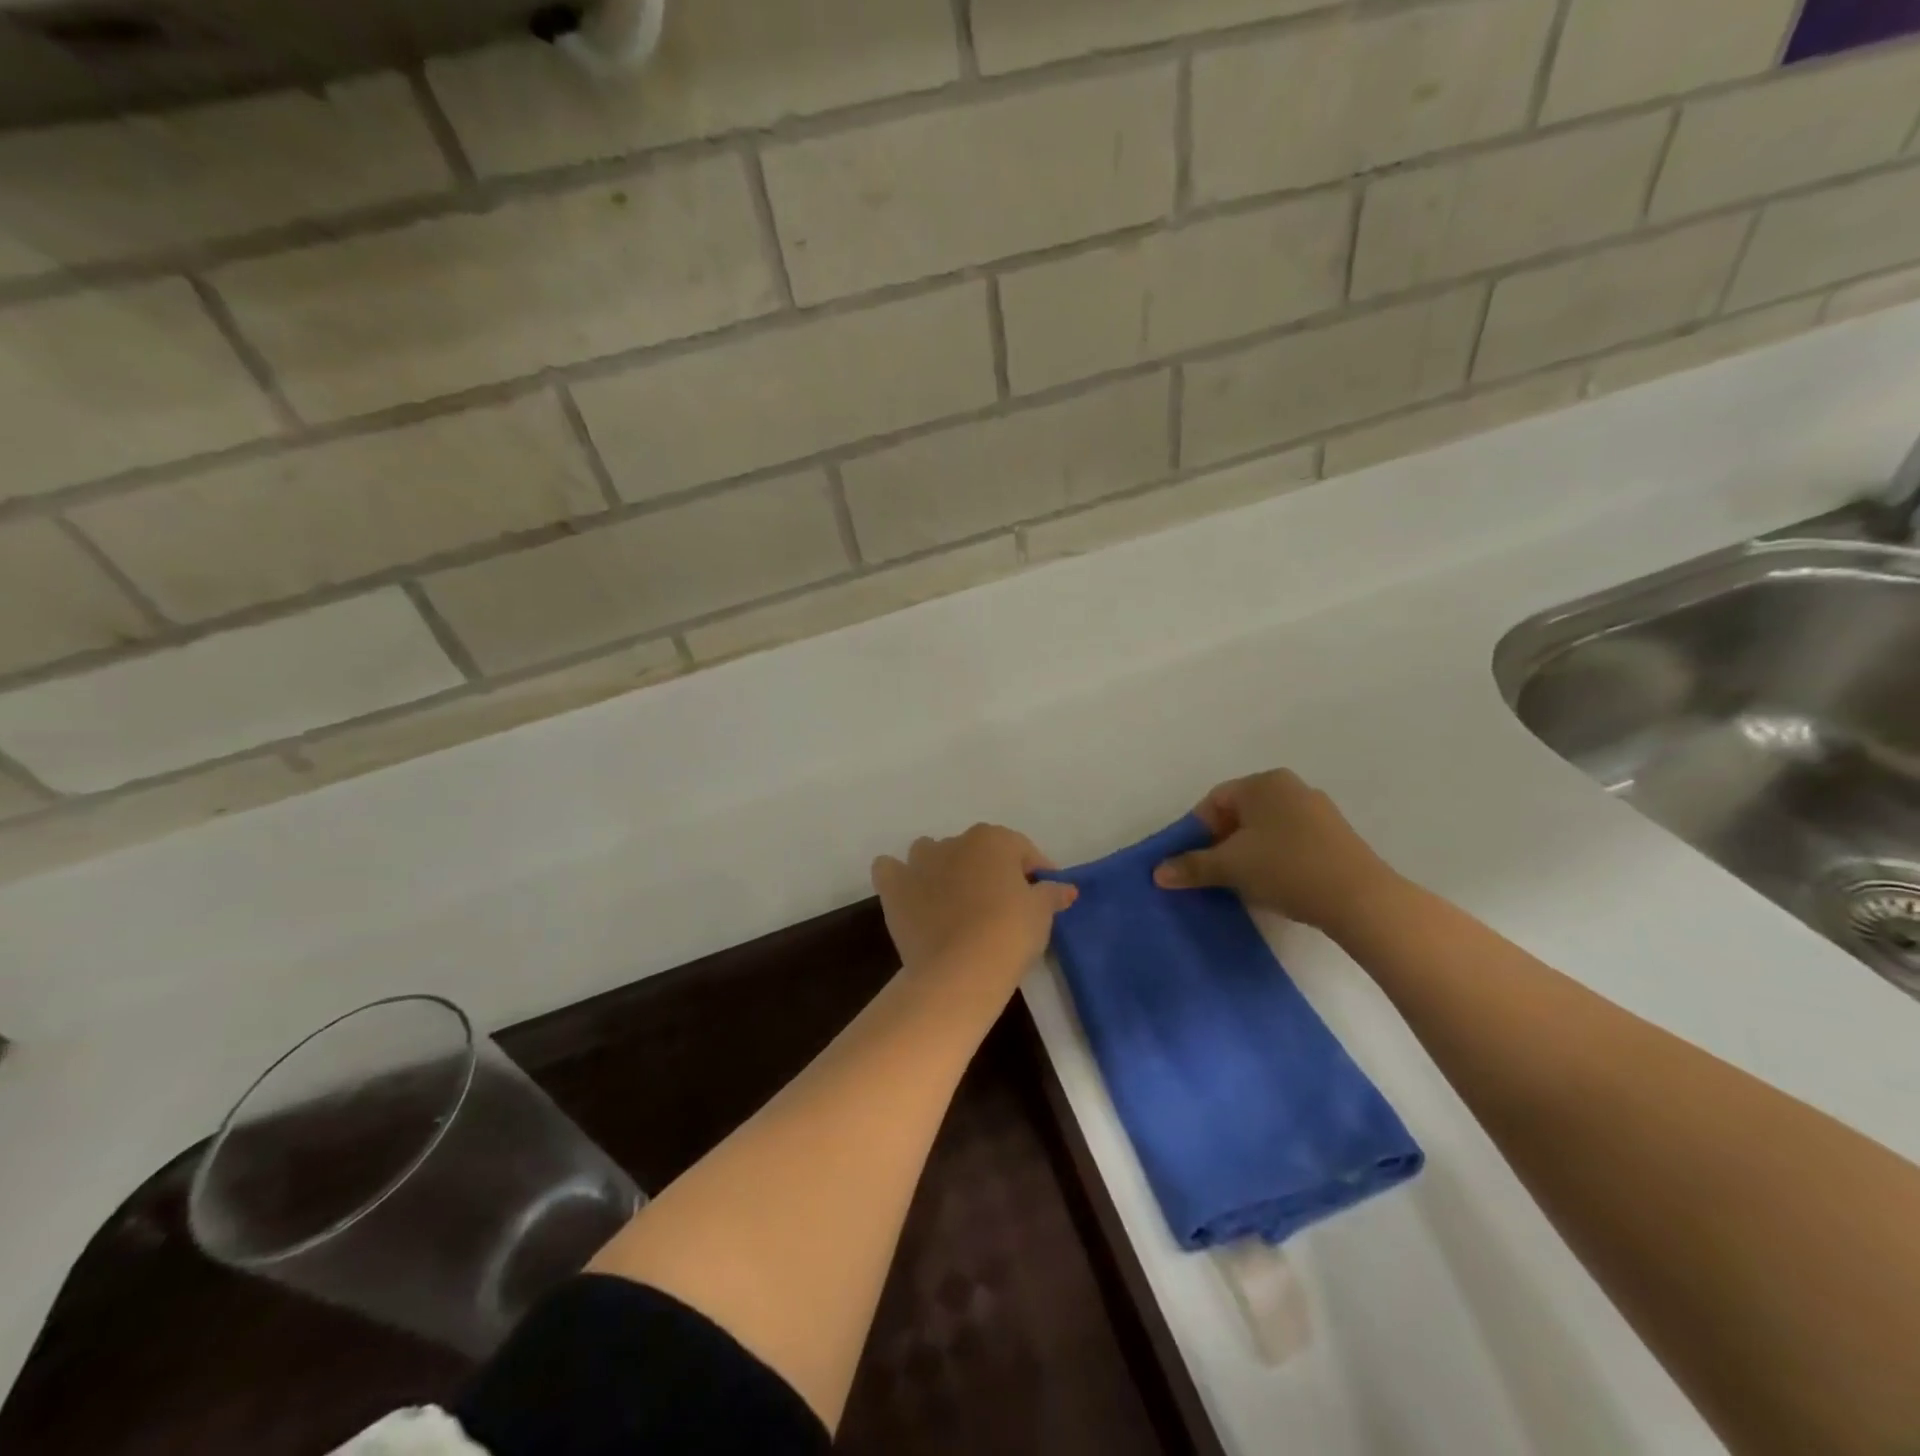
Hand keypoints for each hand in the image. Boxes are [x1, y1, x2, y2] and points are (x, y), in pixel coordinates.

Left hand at [872, 825, 1076, 996]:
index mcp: (993, 840)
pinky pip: (891, 870)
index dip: (1035, 873)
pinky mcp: (894, 887)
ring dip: (943, 868)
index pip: (1022, 851)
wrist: (959, 970)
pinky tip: (910, 894)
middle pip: (978, 851)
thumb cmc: (1009, 934)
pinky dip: (899, 877)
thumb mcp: (1041, 914)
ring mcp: (919, 862)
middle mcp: (954, 841)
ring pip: (932, 853)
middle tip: (1002, 904)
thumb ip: (1052, 894)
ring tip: (955, 900)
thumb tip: (1066, 888)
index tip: (1044, 895)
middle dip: (989, 870)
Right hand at [1152, 769, 1397, 931]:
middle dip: (1222, 842)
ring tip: (1245, 883)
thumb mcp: (1230, 867)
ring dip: (1249, 852)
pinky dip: (1276, 858)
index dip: (1197, 831)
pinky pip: (1292, 841)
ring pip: (1267, 828)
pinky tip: (1277, 884)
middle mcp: (1291, 787)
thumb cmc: (1285, 868)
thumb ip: (1192, 866)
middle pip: (1241, 813)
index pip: (1214, 801)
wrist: (1360, 898)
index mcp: (1263, 783)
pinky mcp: (1336, 836)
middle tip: (1216, 873)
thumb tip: (1157, 873)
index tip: (1194, 861)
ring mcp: (1318, 810)